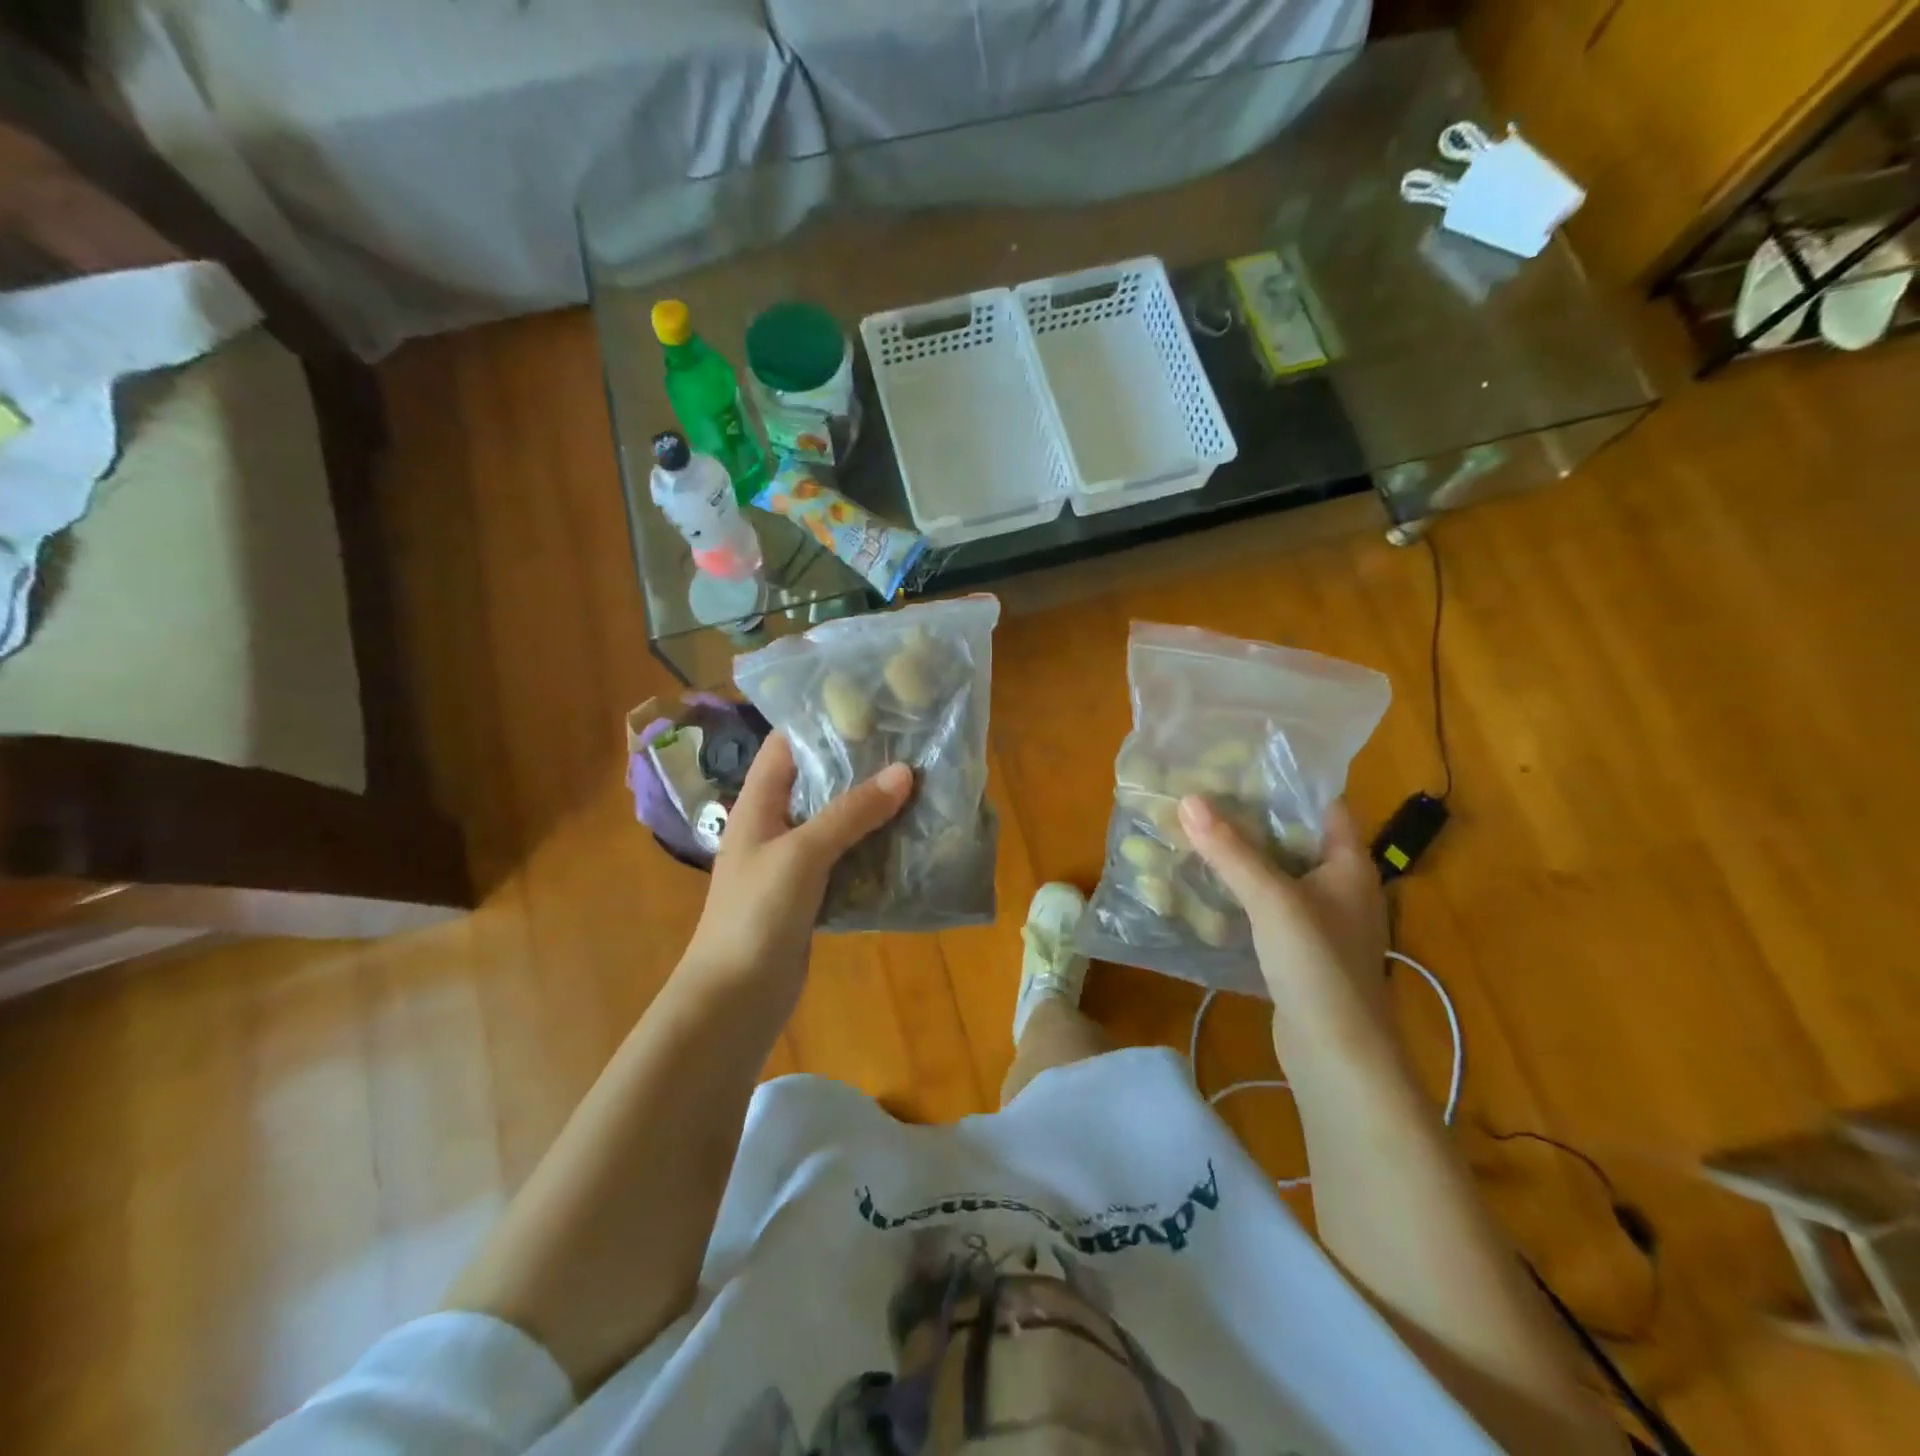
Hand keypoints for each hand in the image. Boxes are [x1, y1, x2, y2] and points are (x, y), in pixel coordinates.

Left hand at [681, 732, 911, 994]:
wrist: (735, 999)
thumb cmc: (756, 915)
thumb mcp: (803, 854)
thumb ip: (851, 812)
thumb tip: (904, 772)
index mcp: (758, 805)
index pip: (785, 746)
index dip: (820, 722)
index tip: (870, 706)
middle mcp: (774, 826)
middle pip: (817, 782)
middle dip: (858, 765)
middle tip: (908, 745)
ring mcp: (792, 862)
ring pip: (836, 821)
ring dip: (871, 808)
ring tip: (918, 785)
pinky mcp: (810, 894)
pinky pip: (845, 859)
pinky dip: (872, 847)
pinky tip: (908, 840)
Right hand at [1178, 797, 1394, 1052]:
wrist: (1337, 1054)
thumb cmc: (1317, 964)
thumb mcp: (1272, 899)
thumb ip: (1230, 850)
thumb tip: (1188, 798)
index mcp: (1348, 865)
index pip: (1322, 805)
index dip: (1285, 782)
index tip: (1237, 765)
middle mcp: (1339, 887)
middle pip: (1293, 838)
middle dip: (1250, 818)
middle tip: (1202, 795)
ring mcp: (1320, 921)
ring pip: (1277, 874)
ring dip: (1241, 857)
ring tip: (1195, 831)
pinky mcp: (1298, 950)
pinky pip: (1266, 907)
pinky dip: (1240, 893)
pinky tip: (1204, 885)